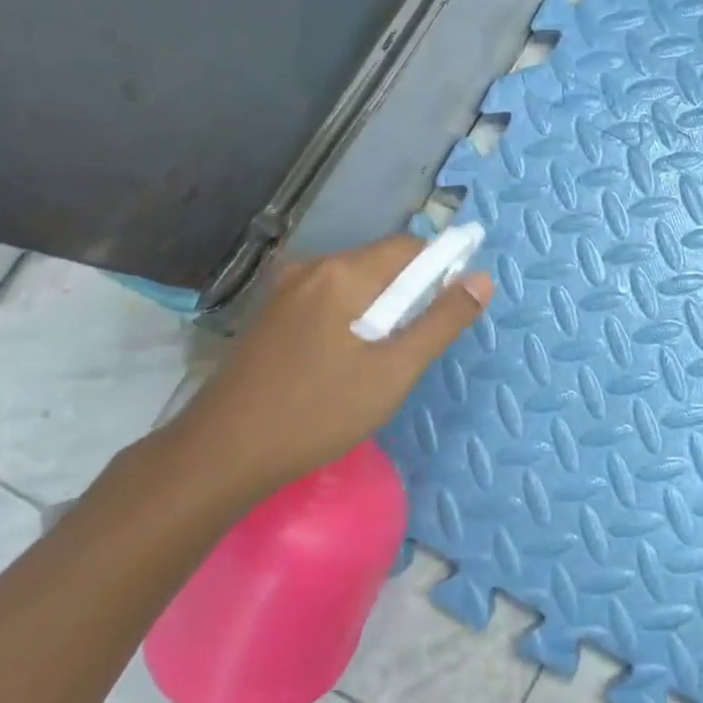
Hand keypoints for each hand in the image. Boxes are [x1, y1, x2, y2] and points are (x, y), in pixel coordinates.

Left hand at [165, 236, 493, 499]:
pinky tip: (341, 364)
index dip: (440, 271)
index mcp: (344, 273)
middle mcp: (312, 268)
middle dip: (408, 295)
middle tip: (411, 349)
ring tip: (377, 362)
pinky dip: (348, 319)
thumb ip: (442, 321)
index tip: (448, 313)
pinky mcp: (268, 315)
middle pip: (380, 263)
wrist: (220, 455)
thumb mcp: (394, 371)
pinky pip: (326, 300)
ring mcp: (283, 290)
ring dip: (378, 310)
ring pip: (353, 284)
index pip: (410, 248)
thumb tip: (483, 279)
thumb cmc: (318, 412)